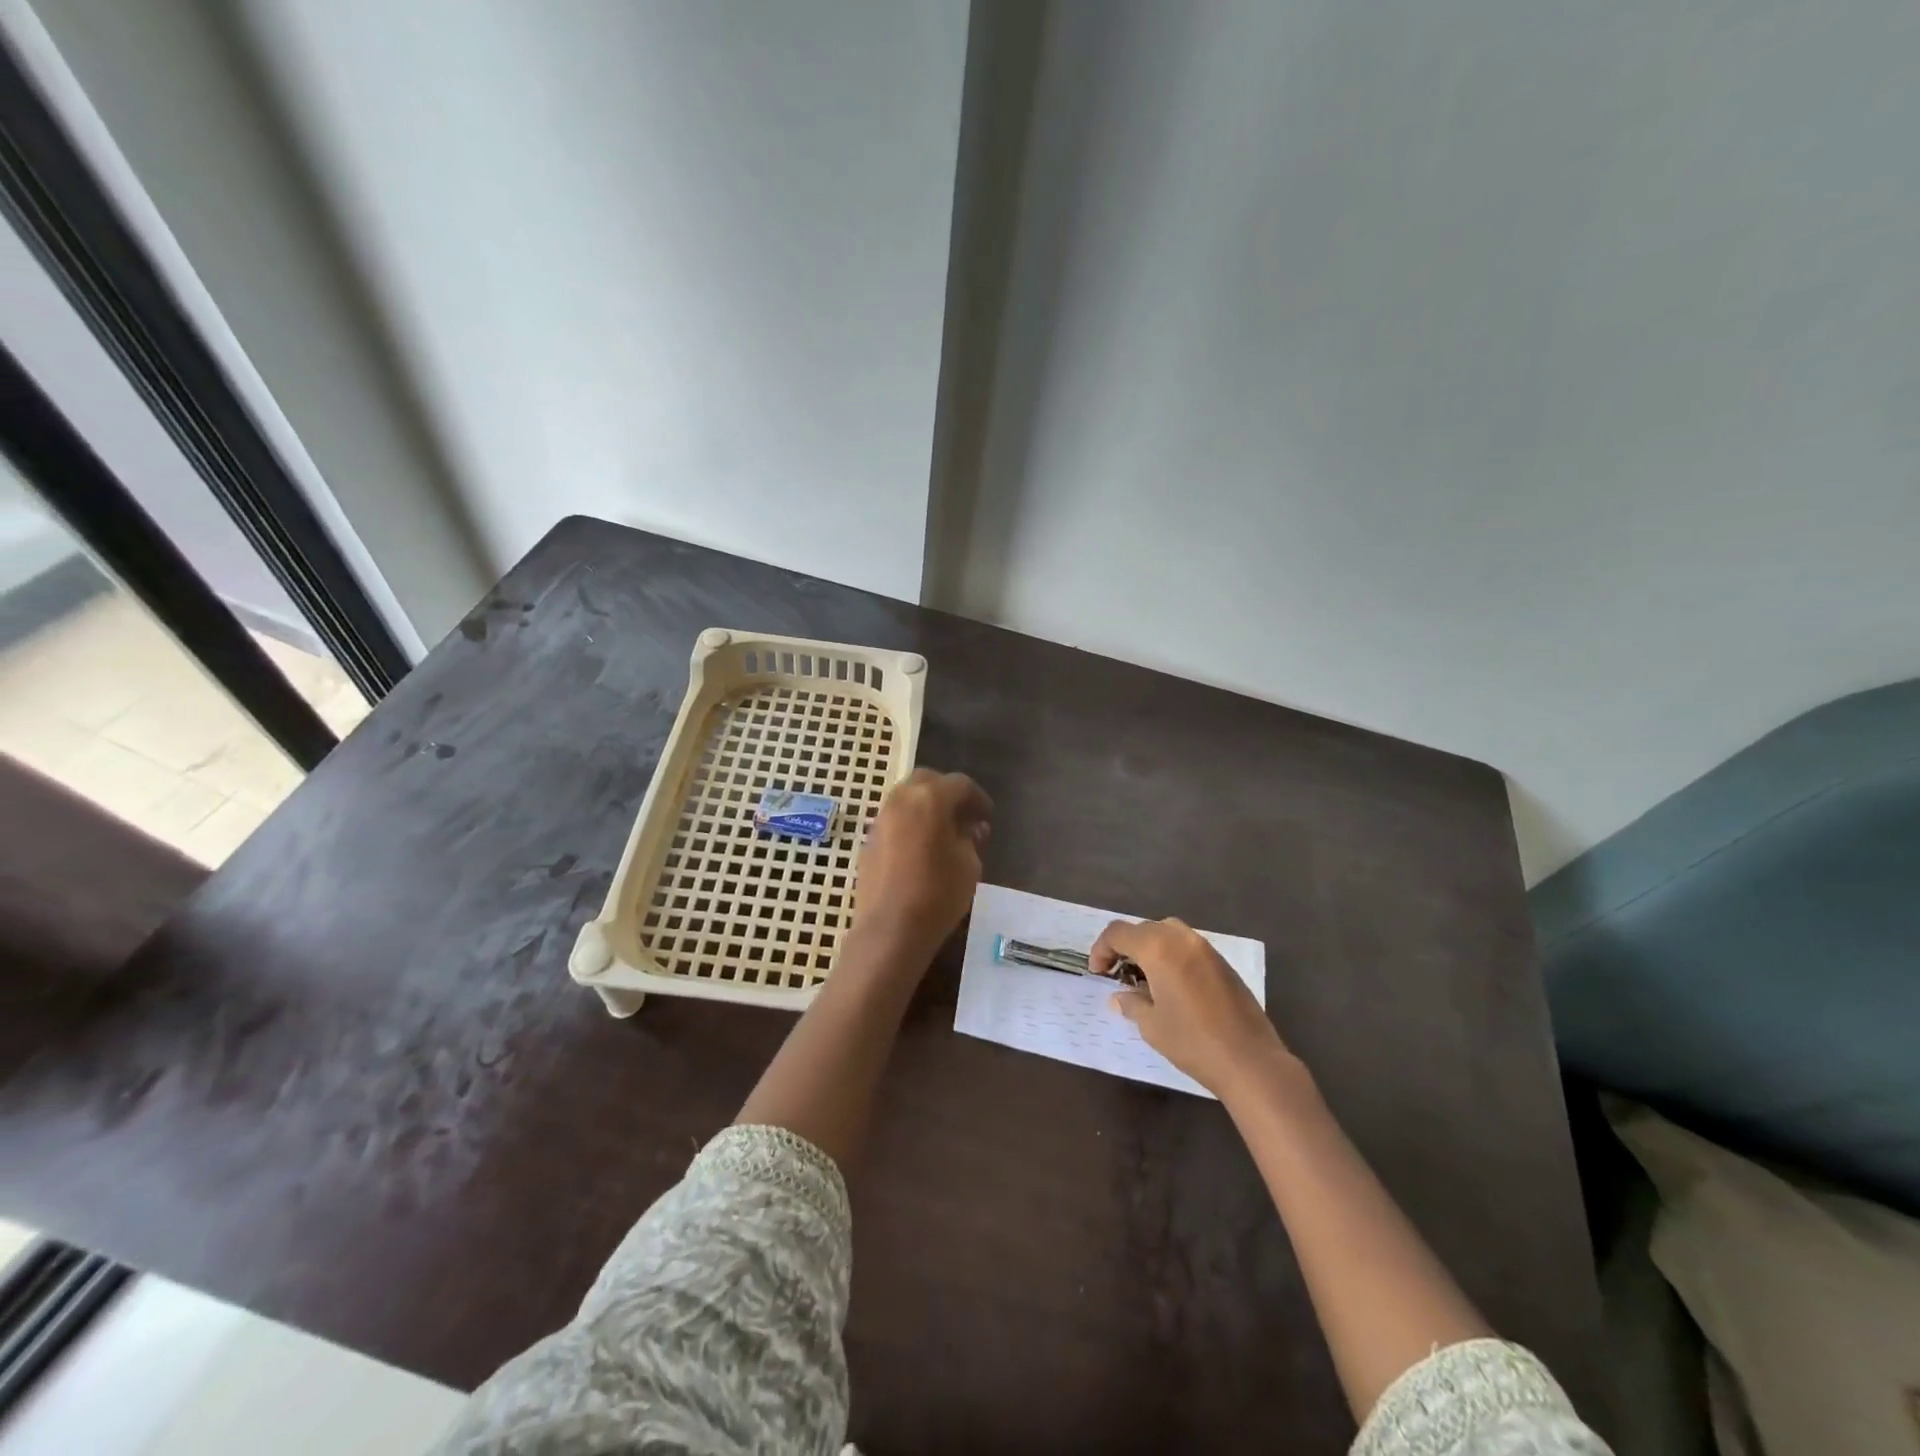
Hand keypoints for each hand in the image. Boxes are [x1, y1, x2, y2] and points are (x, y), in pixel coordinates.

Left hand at [851, 769, 991, 960]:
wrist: (890, 930)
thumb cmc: (938, 894)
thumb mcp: (969, 865)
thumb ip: (970, 839)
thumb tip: (971, 829)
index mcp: (930, 798)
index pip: (960, 784)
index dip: (978, 798)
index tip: (987, 816)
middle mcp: (901, 800)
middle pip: (927, 781)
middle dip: (947, 793)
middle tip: (964, 816)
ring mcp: (880, 819)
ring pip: (906, 798)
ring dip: (926, 806)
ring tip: (943, 832)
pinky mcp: (869, 840)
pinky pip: (894, 820)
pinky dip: (910, 823)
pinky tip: (921, 848)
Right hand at [1091, 917, 1295, 1098]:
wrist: (1250, 1060)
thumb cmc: (1193, 1042)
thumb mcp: (1151, 1026)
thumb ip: (1131, 1003)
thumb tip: (1119, 997)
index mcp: (1158, 949)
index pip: (1118, 932)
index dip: (1101, 949)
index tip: (1099, 973)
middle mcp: (1181, 939)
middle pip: (1143, 928)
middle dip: (1125, 946)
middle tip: (1118, 974)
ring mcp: (1206, 948)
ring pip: (1167, 932)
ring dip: (1150, 947)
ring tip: (1144, 976)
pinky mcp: (1222, 962)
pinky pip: (1187, 945)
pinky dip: (1171, 954)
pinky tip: (1172, 984)